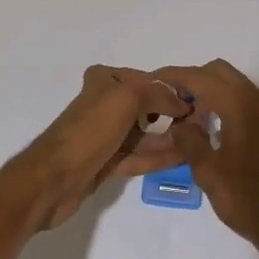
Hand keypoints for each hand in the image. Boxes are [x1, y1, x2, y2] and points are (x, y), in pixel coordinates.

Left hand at [13, 65, 189, 229]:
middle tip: (204, 124)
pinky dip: (159, 156)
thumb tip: (182, 103)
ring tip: (200, 142)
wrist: (54, 179)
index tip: (200, 101)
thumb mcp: (126, 99)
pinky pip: (140, 155)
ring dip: (170, 137)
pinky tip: (183, 157)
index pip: (147, 80)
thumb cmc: (90, 130)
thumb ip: (158, 96)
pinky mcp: (108, 161)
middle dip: (174, 115)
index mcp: (106, 80)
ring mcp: (107, 134)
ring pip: (145, 133)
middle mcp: (106, 103)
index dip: (172, 90)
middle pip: (147, 106)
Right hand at [155, 59, 258, 258]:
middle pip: (221, 73)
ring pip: (238, 87)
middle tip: (175, 103)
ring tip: (195, 121)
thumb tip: (179, 126)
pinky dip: (232, 108)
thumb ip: (189, 141)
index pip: (201, 77)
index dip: (175, 76)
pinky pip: (252, 105)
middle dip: (195, 80)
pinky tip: (222, 135)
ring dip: (214, 94)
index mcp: (240, 105)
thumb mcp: (208, 172)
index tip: (155, 81)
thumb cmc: (247, 199)